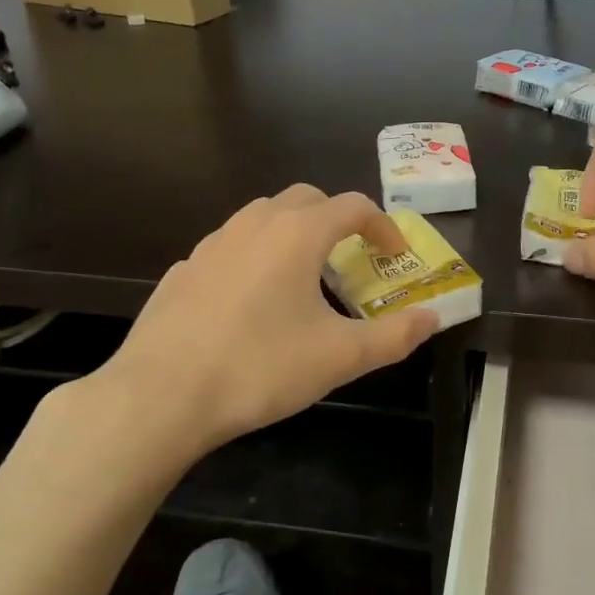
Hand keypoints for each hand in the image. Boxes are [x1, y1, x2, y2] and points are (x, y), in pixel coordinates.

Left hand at [100, 185, 437, 453]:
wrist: (161, 395)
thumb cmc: (260, 368)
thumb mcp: (340, 357)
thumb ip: (394, 336)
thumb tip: (433, 319)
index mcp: (296, 234)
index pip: (353, 206)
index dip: (383, 226)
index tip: (394, 255)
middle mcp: (253, 225)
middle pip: (306, 199)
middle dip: (336, 220)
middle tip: (351, 258)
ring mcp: (212, 244)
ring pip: (263, 218)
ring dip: (293, 234)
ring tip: (304, 278)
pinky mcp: (183, 270)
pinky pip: (231, 248)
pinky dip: (255, 258)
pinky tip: (252, 302)